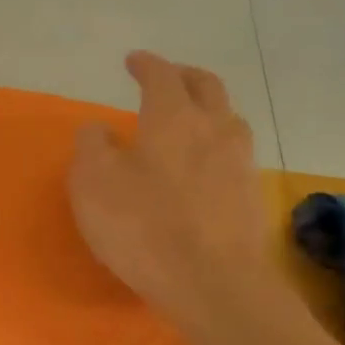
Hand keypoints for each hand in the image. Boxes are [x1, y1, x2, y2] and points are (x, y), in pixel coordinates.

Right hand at [68, 52, 270, 329]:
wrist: (215, 284)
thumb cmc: (144, 226)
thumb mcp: (93, 183)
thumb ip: (92, 146)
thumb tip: (99, 128)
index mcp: (173, 117)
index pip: (162, 75)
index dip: (147, 64)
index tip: (134, 60)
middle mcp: (214, 129)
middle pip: (207, 86)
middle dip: (184, 75)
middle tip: (167, 77)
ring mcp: (240, 162)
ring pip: (228, 118)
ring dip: (207, 109)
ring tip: (189, 119)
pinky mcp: (252, 195)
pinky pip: (234, 153)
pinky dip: (216, 145)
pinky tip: (203, 164)